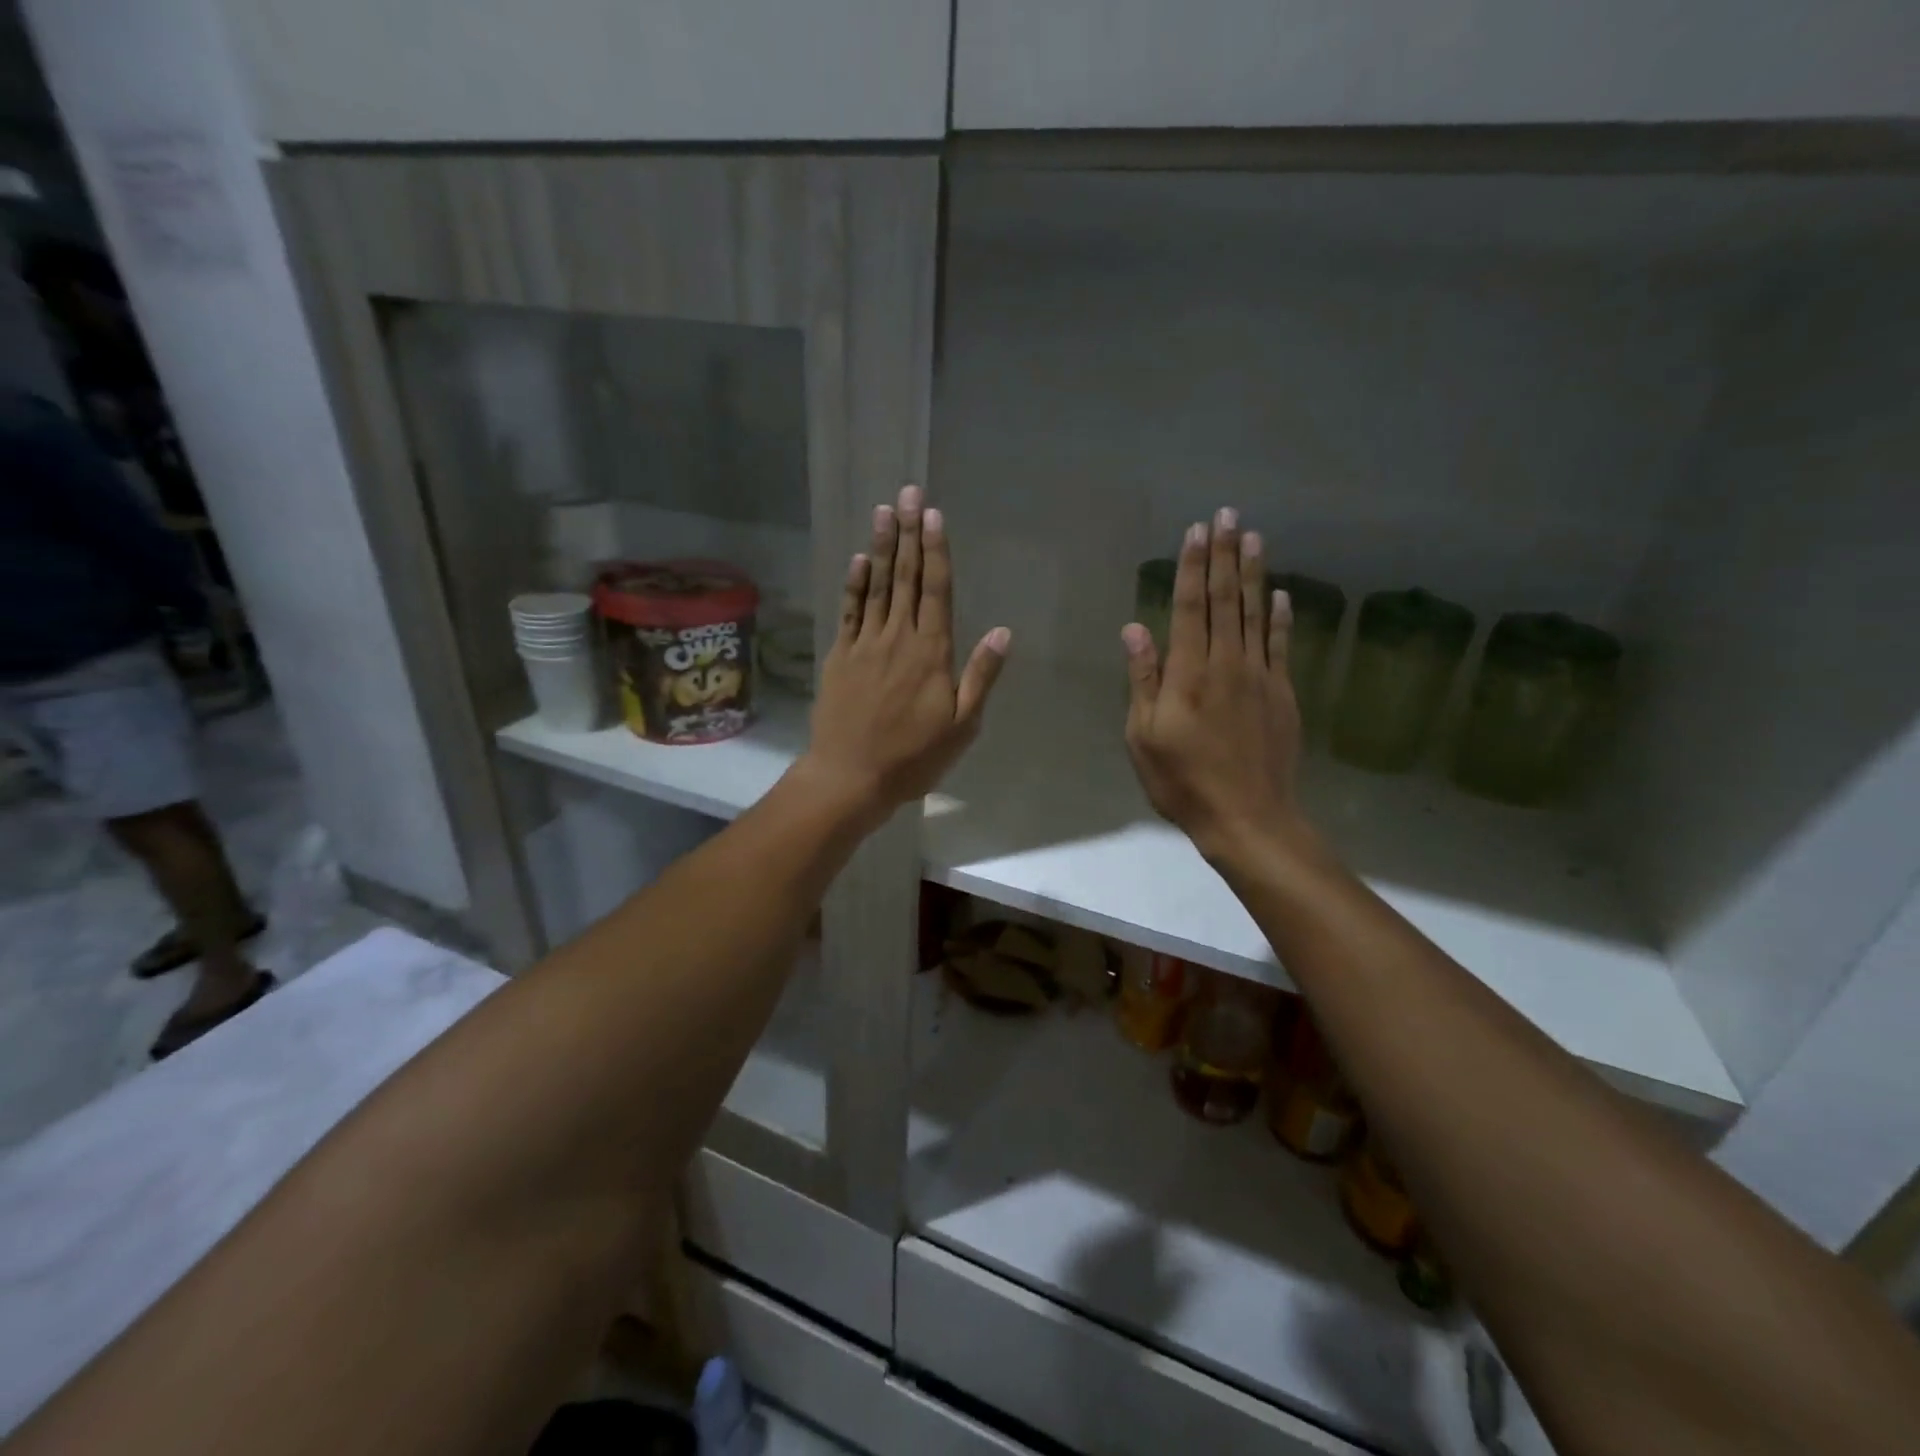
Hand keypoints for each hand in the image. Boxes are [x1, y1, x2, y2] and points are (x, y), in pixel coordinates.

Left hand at [801, 484, 1010, 824]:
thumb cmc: (913, 757)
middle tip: (908, 492)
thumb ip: (981, 676)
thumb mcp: (962, 726)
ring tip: (884, 510)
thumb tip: (1002, 631)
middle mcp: (898, 638)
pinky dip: (853, 584)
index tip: (932, 514)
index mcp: (932, 652)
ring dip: (882, 547)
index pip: (936, 590)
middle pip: (905, 578)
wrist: (850, 777)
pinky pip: (849, 611)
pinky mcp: (840, 656)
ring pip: (876, 587)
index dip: (935, 550)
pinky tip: (858, 559)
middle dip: (908, 533)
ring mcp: (865, 644)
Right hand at [1122, 509, 1303, 863]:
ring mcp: (1261, 677)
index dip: (1193, 567)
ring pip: (1257, 614)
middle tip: (1228, 515)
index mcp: (1189, 673)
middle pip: (1227, 600)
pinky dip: (1282, 618)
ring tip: (1254, 537)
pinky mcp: (1283, 694)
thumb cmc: (1183, 780)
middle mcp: (1228, 663)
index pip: (1191, 606)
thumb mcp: (1144, 736)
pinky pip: (1282, 645)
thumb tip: (1135, 628)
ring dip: (1254, 574)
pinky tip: (1282, 595)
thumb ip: (1143, 679)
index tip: (1197, 531)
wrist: (1248, 818)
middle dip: (1225, 555)